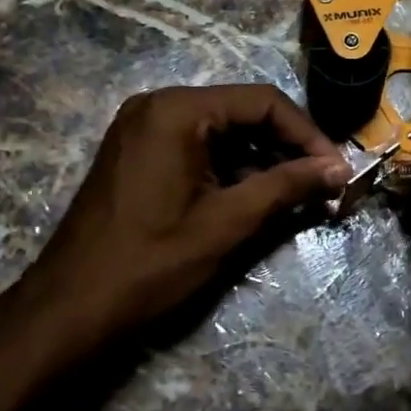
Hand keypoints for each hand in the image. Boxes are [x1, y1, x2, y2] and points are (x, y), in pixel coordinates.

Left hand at [3, 85, 348, 367]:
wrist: (70, 309)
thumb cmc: (151, 262)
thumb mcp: (228, 221)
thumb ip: (287, 185)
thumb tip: (340, 168)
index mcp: (177, 110)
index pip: (263, 102)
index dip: (307, 134)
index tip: (336, 170)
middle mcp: (158, 106)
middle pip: (243, 112)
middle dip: (287, 147)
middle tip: (322, 184)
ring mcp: (143, 128)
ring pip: (222, 131)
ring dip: (262, 160)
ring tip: (297, 195)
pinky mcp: (138, 153)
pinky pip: (198, 147)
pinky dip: (231, 168)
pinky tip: (256, 197)